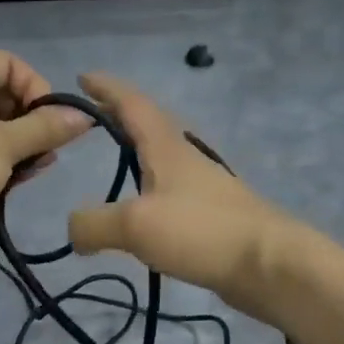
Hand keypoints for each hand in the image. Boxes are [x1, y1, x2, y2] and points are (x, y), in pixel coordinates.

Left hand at [0, 50, 92, 265]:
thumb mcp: (6, 145)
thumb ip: (46, 128)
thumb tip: (85, 116)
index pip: (5, 62)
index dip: (34, 84)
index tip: (51, 116)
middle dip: (30, 119)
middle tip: (50, 146)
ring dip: (18, 144)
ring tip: (40, 166)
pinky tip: (18, 180)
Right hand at [67, 73, 303, 320]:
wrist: (270, 265)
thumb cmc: (201, 231)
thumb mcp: (135, 225)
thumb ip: (94, 223)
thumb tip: (73, 229)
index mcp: (166, 148)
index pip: (132, 104)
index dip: (106, 89)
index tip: (83, 78)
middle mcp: (186, 158)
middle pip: (150, 125)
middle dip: (121, 115)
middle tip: (93, 117)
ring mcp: (203, 186)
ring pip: (163, 157)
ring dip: (138, 150)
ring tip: (117, 159)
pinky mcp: (213, 215)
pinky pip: (171, 191)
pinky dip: (150, 188)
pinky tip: (144, 209)